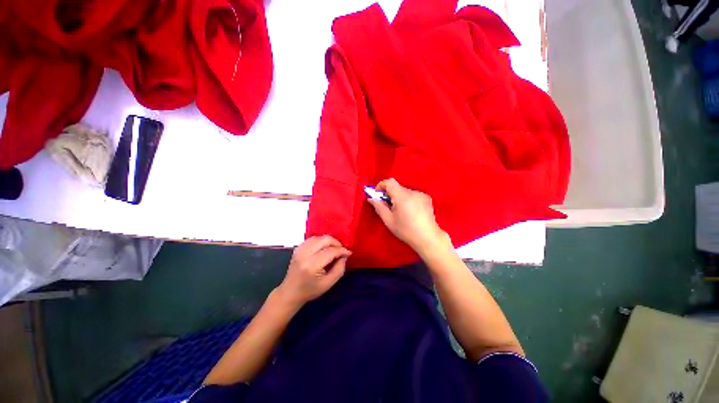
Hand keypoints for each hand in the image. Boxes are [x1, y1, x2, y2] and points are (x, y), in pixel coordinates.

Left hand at [276, 235, 350, 307]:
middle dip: (336, 243)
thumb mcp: (329, 283)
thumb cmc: (310, 290)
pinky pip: (312, 239)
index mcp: (312, 265)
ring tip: (333, 249)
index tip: (349, 253)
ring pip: (318, 237)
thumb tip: (344, 255)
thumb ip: (339, 268)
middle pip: (324, 240)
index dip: (342, 250)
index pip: (331, 251)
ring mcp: (299, 250)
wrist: (290, 293)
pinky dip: (320, 241)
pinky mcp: (297, 248)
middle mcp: (305, 254)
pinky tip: (323, 248)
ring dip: (328, 241)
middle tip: (341, 250)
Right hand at [369, 178, 449, 254]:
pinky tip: (411, 212)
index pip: (389, 182)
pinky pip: (413, 195)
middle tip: (388, 207)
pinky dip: (408, 200)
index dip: (381, 185)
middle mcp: (412, 192)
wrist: (428, 237)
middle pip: (397, 188)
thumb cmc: (406, 230)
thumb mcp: (388, 220)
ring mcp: (421, 194)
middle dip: (390, 195)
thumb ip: (379, 207)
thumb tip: (371, 198)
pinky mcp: (427, 198)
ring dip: (399, 198)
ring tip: (401, 212)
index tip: (377, 194)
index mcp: (402, 196)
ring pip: (405, 192)